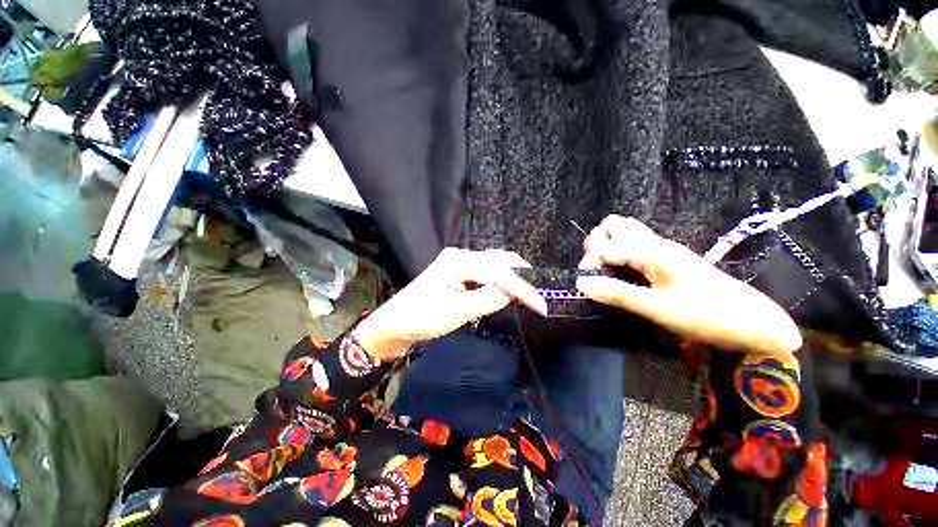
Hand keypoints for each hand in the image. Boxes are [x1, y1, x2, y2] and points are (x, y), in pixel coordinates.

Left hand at [353, 248, 546, 361]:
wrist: (395, 324)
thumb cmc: (421, 318)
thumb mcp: (455, 312)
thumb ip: (486, 300)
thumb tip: (511, 293)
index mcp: (459, 261)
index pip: (498, 271)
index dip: (521, 288)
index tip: (540, 304)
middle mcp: (461, 256)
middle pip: (499, 260)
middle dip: (520, 277)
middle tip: (537, 296)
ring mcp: (460, 264)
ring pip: (495, 266)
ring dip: (511, 279)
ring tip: (527, 295)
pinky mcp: (460, 274)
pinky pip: (487, 274)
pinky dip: (500, 283)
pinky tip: (507, 292)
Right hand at [575, 215, 801, 354]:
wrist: (753, 322)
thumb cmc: (707, 314)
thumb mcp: (658, 308)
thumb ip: (617, 293)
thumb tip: (581, 283)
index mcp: (652, 251)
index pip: (605, 245)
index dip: (591, 262)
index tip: (587, 284)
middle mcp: (655, 243)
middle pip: (616, 225)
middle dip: (597, 242)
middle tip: (594, 267)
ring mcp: (663, 249)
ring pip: (626, 233)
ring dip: (608, 245)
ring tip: (604, 270)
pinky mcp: (667, 259)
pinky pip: (635, 245)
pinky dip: (620, 253)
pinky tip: (622, 273)